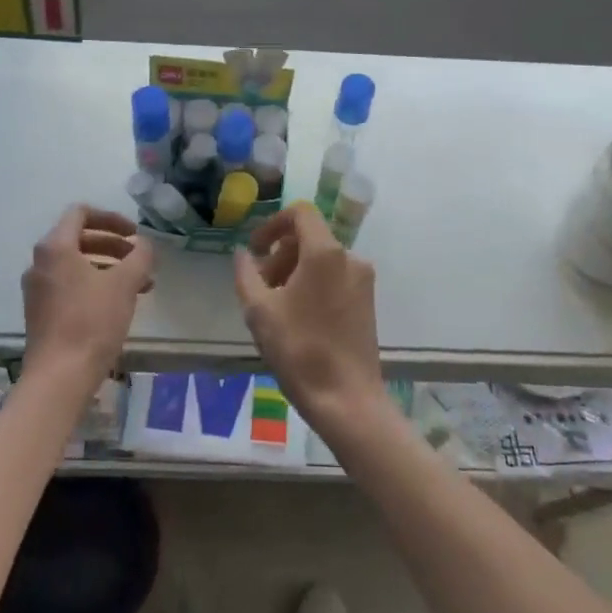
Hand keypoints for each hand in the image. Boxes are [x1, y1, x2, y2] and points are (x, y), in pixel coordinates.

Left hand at [21, 206, 153, 387]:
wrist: (59, 377)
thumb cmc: (91, 322)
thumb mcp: (124, 284)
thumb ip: (139, 256)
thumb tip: (143, 244)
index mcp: (55, 247)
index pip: (81, 213)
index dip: (111, 218)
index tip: (134, 234)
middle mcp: (40, 263)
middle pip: (79, 239)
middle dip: (113, 245)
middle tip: (139, 259)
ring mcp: (37, 289)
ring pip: (76, 265)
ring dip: (108, 267)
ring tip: (139, 285)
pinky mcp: (40, 313)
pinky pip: (70, 286)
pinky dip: (95, 285)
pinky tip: (118, 304)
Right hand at [233, 202, 382, 431]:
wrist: (347, 399)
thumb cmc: (299, 350)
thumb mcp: (259, 311)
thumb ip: (246, 274)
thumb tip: (243, 254)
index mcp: (325, 252)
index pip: (300, 213)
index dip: (273, 224)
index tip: (255, 249)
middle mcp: (350, 258)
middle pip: (310, 237)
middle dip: (280, 254)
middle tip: (260, 286)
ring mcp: (363, 280)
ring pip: (322, 259)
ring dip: (294, 271)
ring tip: (275, 305)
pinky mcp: (367, 302)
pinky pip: (335, 277)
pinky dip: (313, 284)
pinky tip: (298, 317)